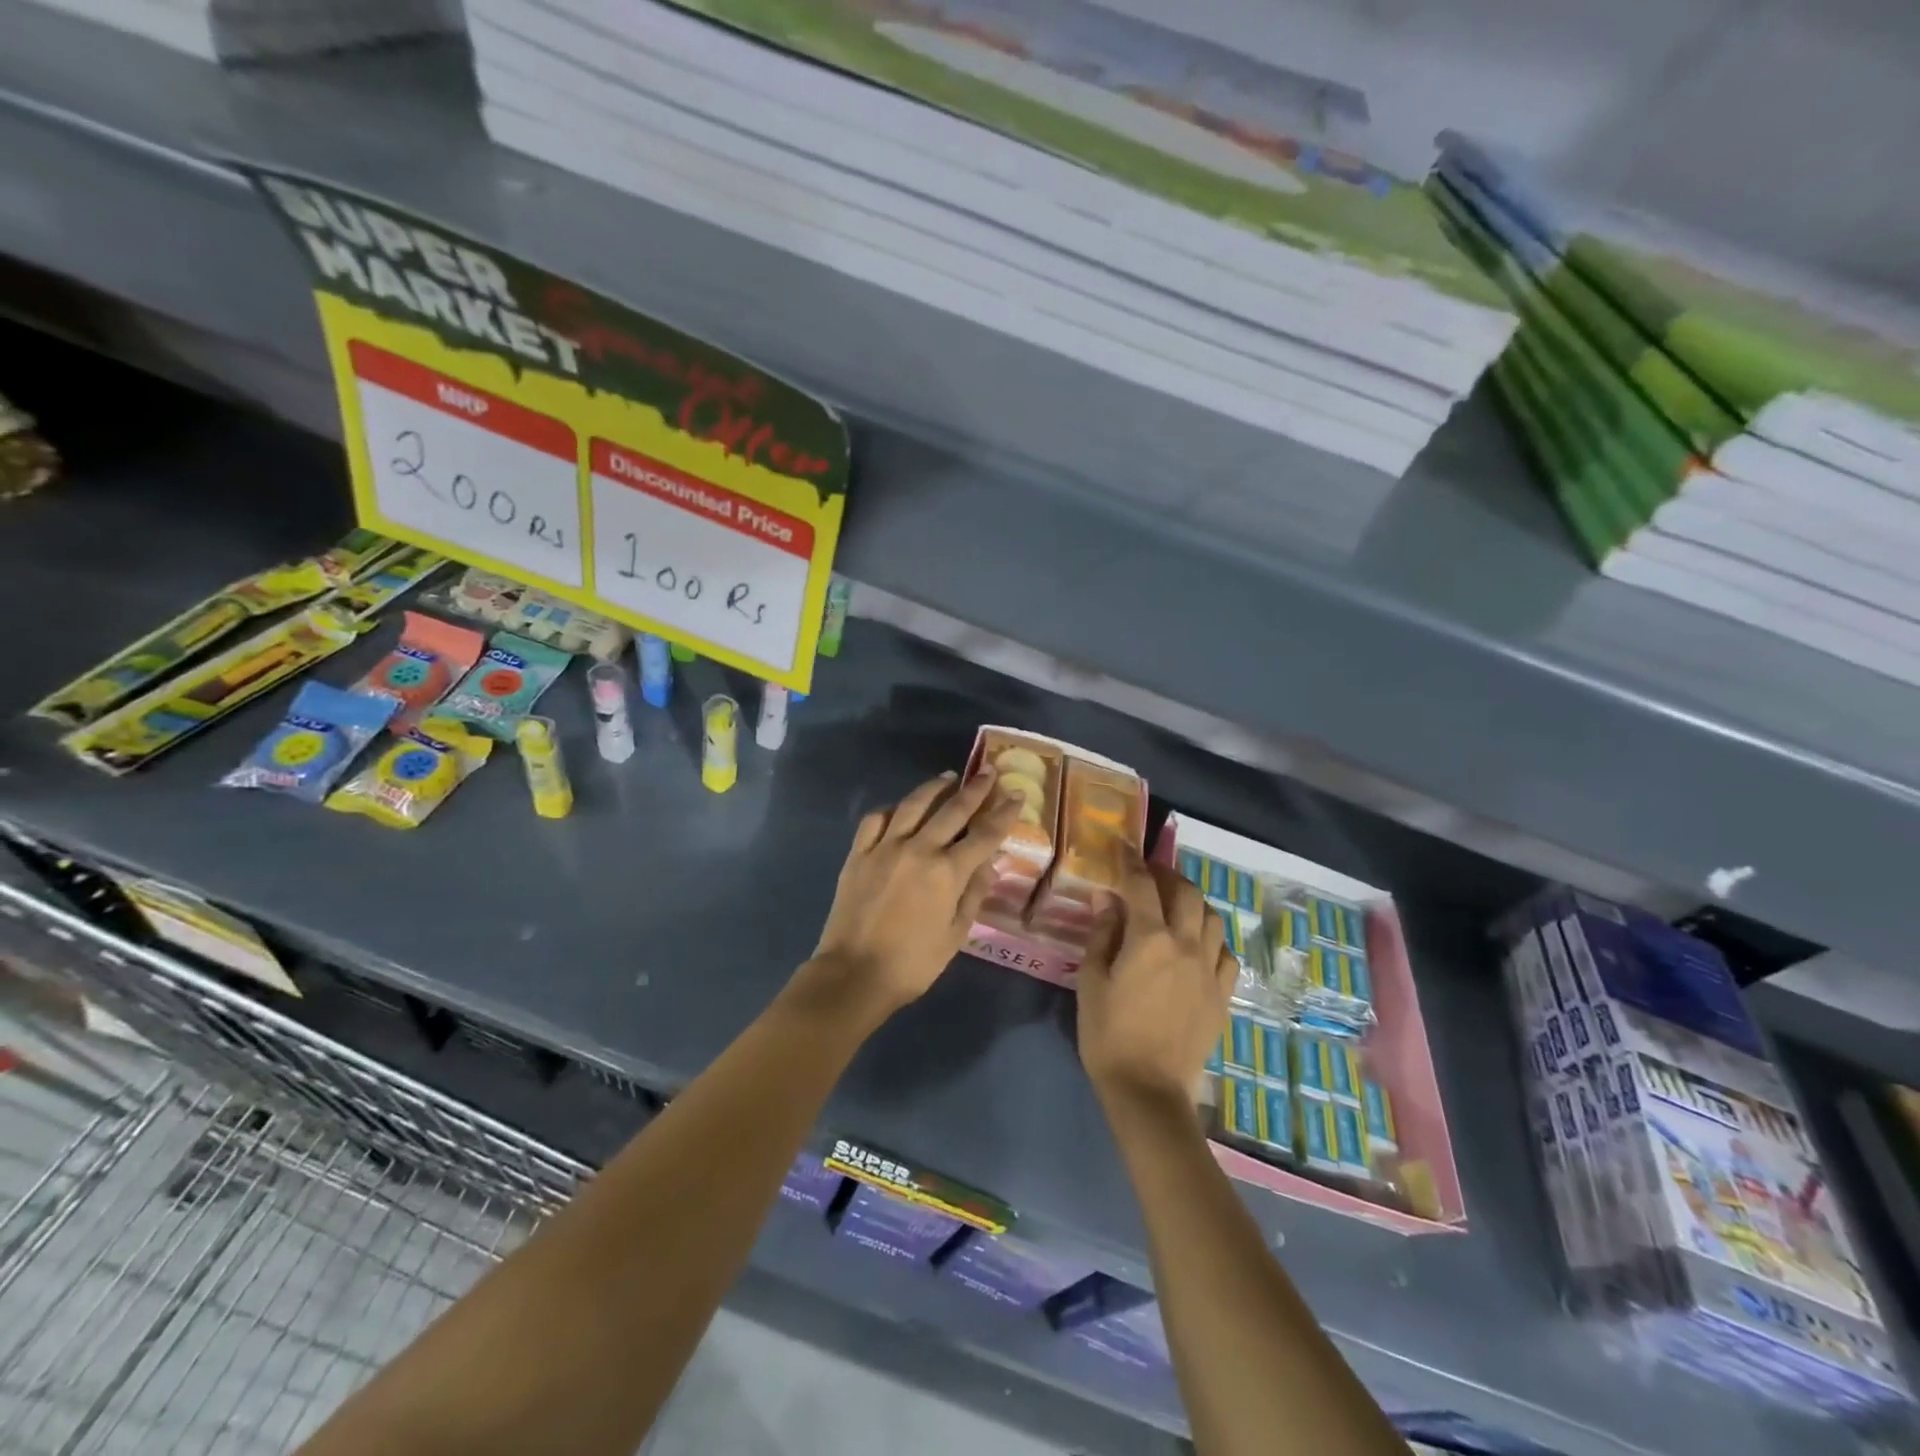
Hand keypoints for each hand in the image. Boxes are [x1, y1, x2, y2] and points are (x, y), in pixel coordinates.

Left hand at [805, 769, 1020, 1023]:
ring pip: (913, 804)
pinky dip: (892, 809)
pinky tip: (901, 808)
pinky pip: (876, 819)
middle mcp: (918, 849)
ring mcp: (885, 847)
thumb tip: (990, 862)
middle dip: (975, 789)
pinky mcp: (859, 853)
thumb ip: (974, 894)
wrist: (854, 974)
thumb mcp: (955, 935)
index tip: (1016, 794)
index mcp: (947, 872)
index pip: (984, 834)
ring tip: (949, 776)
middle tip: (988, 771)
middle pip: (952, 810)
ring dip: (934, 787)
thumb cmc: (913, 963)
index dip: (1003, 812)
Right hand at [1077, 856, 1237, 1108]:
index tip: (1122, 845)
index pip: (1142, 884)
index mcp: (1150, 939)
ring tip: (1174, 905)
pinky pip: (1225, 953)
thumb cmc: (1108, 1034)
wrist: (1149, 1090)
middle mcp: (1187, 945)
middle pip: (1186, 893)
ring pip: (1212, 917)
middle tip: (1148, 875)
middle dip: (1166, 875)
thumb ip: (1102, 934)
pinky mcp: (1222, 995)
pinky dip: (1211, 938)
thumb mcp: (1091, 981)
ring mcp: (1210, 970)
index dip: (1131, 861)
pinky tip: (1196, 945)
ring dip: (1192, 901)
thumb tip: (1107, 899)